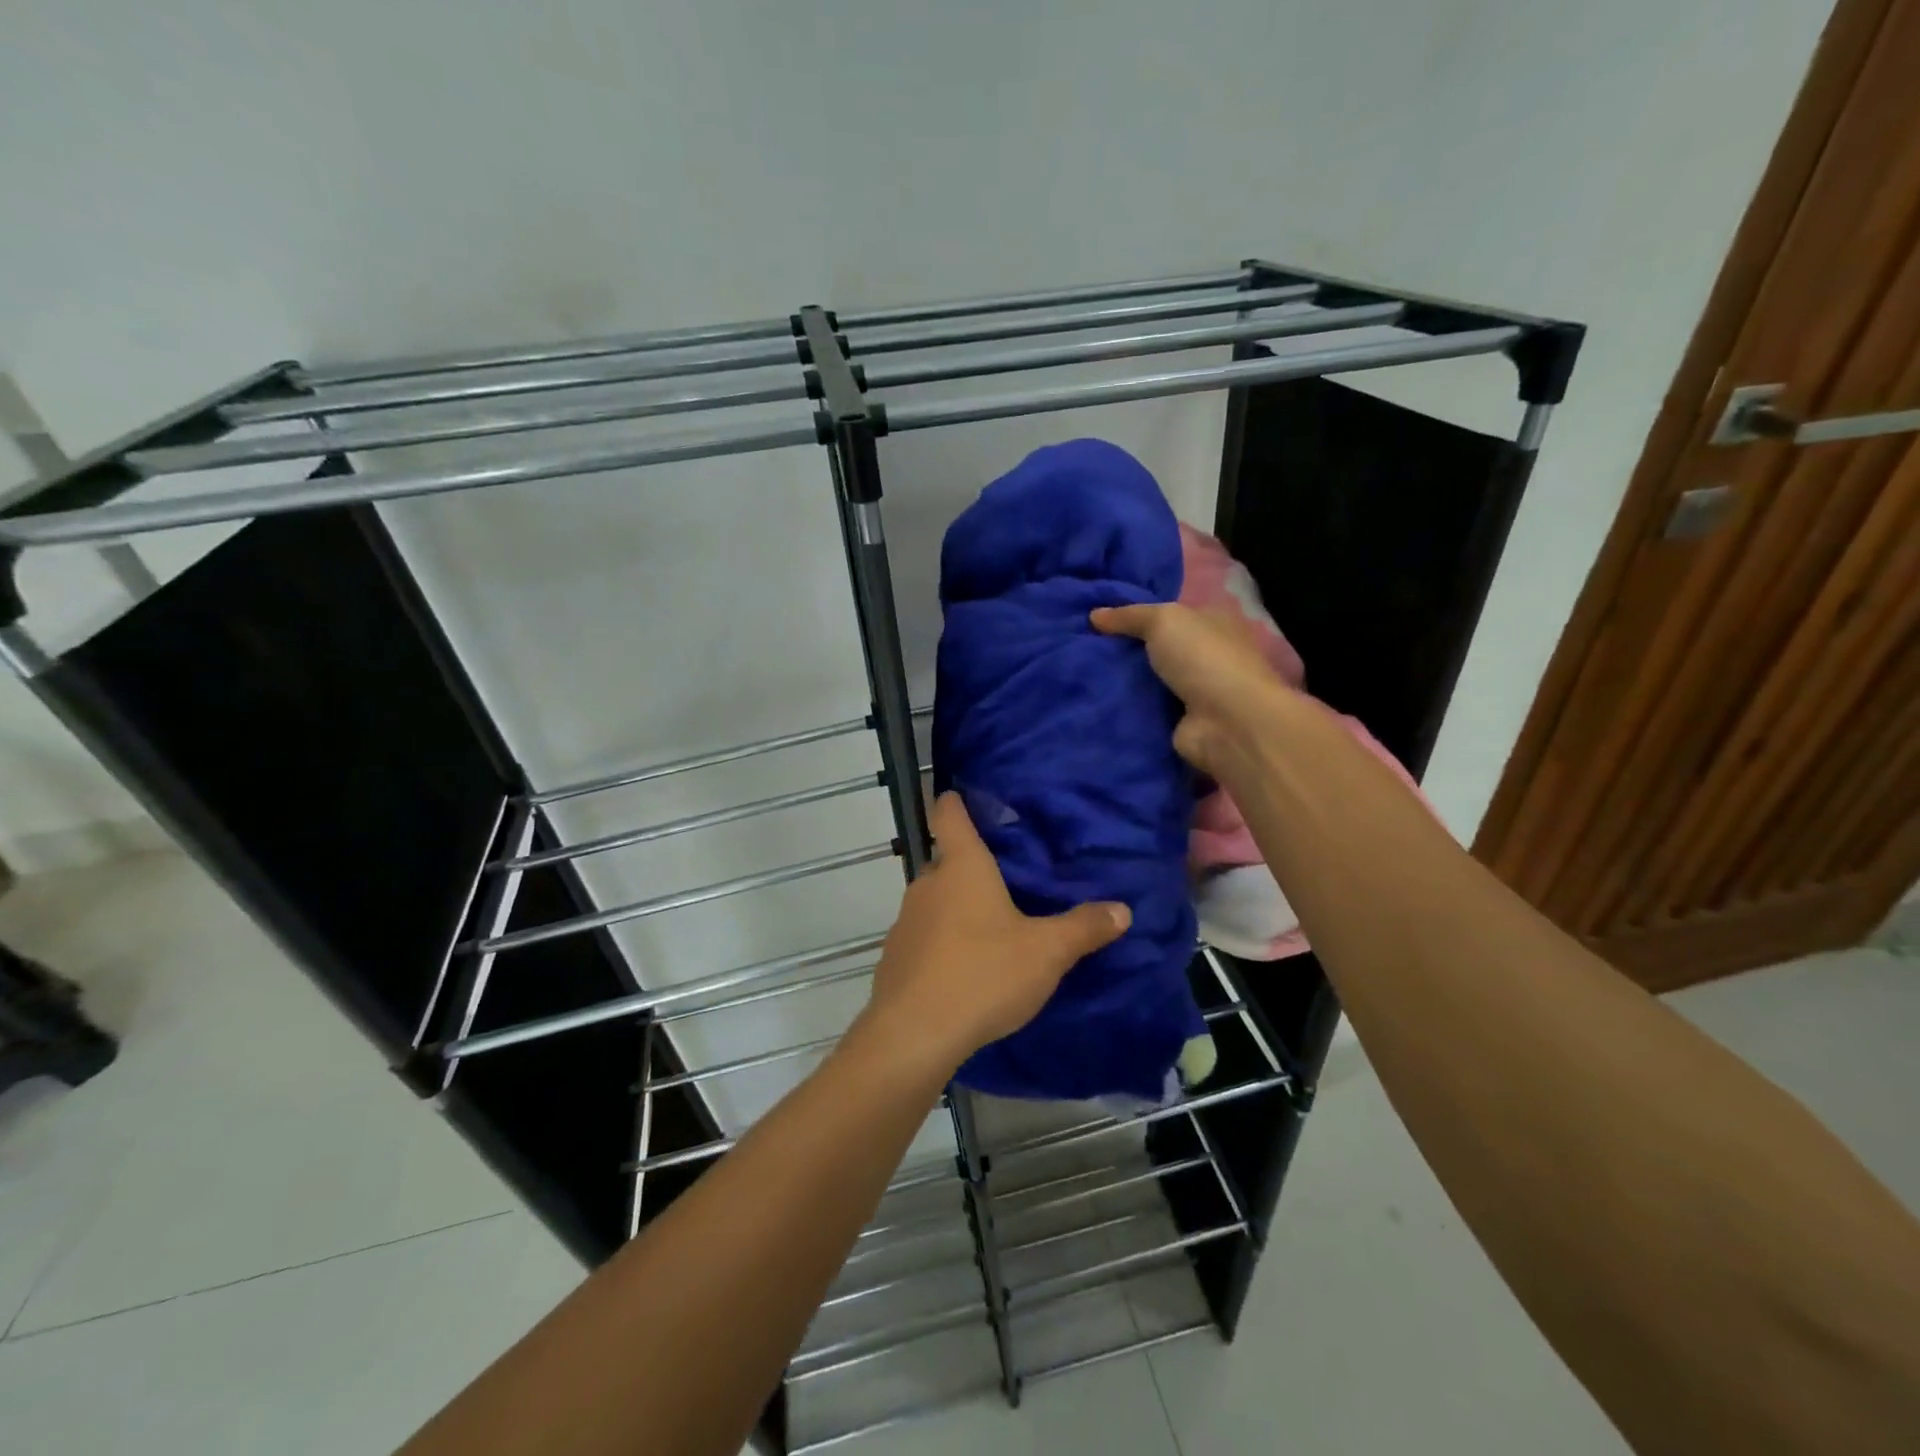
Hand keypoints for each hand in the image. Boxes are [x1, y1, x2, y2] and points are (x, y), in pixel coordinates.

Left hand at [861, 792, 1130, 1075]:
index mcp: (962, 868)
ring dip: (957, 907)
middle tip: (1006, 879)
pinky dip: (942, 942)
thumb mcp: (1046, 952)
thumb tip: (1122, 909)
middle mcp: (927, 885)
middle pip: (945, 861)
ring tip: (990, 927)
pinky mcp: (895, 958)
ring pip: (934, 901)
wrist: (914, 1035)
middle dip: (971, 866)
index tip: (965, 796)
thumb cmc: (983, 975)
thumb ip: (1083, 927)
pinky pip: (923, 937)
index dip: (956, 802)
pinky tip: (964, 969)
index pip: (950, 815)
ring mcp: (905, 922)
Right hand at [1091, 602, 1292, 776]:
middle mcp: (1205, 656)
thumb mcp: (1164, 621)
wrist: (1227, 723)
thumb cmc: (1203, 659)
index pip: (1170, 614)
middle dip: (1124, 649)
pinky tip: (1094, 703)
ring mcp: (1194, 692)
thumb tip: (1094, 614)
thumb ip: (1129, 616)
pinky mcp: (1180, 723)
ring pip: (1148, 681)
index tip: (1097, 619)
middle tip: (1081, 647)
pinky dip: (1125, 710)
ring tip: (1080, 675)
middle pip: (1156, 649)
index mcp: (1211, 623)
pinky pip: (1144, 711)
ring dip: (1121, 682)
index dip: (1137, 614)